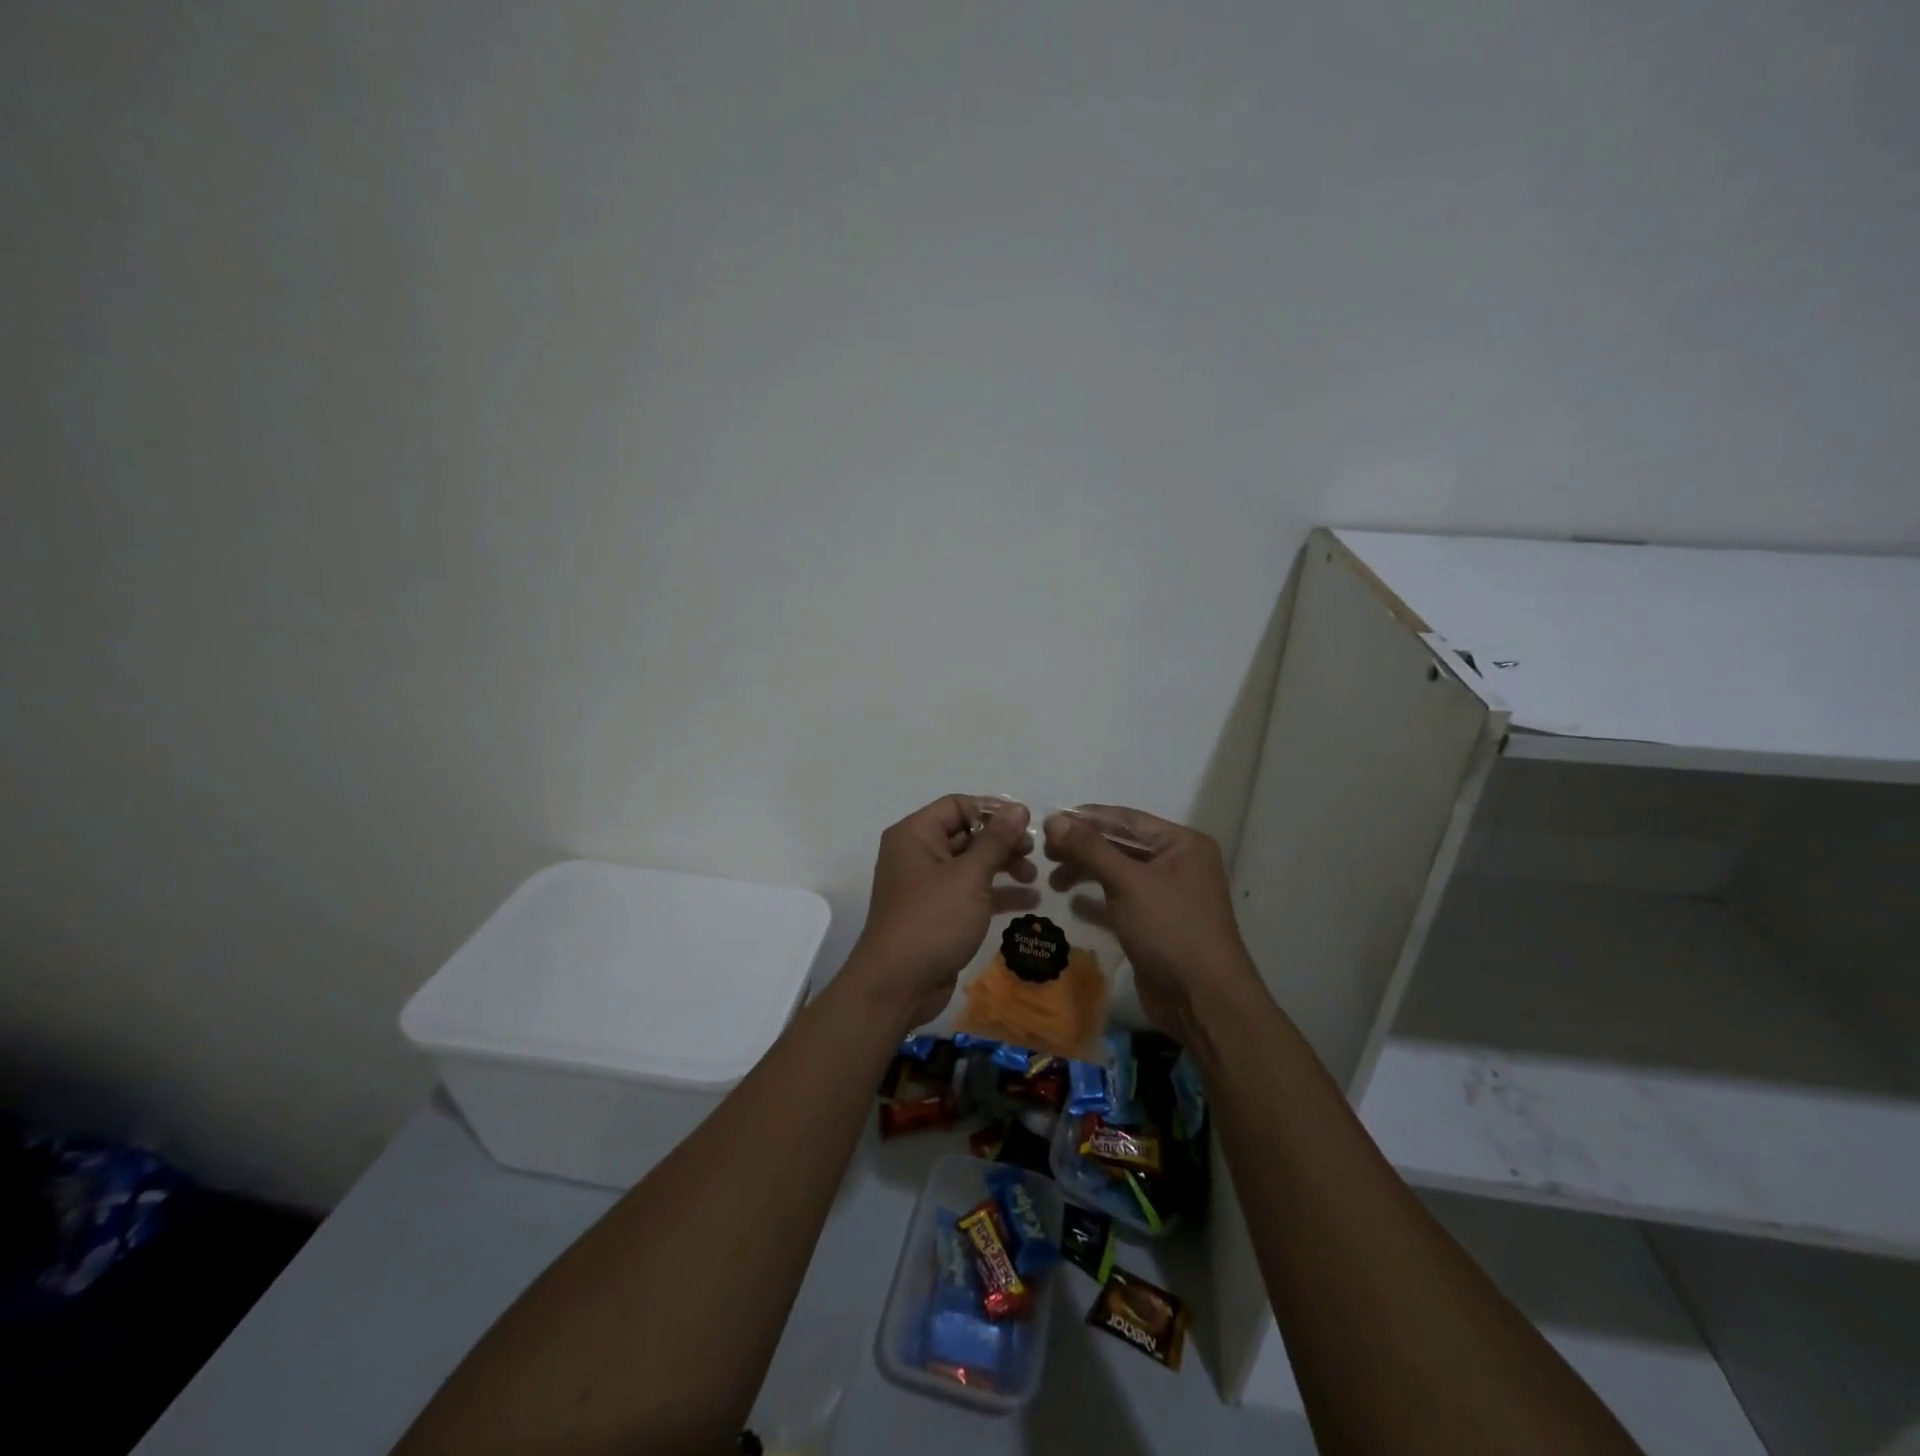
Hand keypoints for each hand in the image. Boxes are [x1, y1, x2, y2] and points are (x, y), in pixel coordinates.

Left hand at [849, 794, 1035, 1030]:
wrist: (897, 986)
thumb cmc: (932, 920)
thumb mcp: (969, 876)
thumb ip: (996, 840)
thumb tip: (1019, 808)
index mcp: (915, 834)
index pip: (957, 805)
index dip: (992, 811)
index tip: (1026, 824)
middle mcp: (917, 853)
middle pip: (966, 833)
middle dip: (1002, 841)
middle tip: (1033, 853)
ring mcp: (927, 885)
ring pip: (971, 864)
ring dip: (1003, 866)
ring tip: (1034, 876)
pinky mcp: (938, 913)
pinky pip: (971, 892)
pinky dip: (997, 893)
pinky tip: (1030, 900)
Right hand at [1043, 805, 1256, 1041]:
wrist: (1203, 1000)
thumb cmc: (1170, 928)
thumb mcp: (1128, 882)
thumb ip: (1090, 848)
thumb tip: (1054, 820)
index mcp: (1181, 843)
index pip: (1126, 819)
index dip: (1086, 819)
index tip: (1048, 821)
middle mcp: (1177, 864)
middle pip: (1121, 845)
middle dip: (1083, 848)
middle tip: (1045, 854)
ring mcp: (1166, 896)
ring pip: (1118, 874)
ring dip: (1086, 873)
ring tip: (1053, 881)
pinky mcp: (1155, 924)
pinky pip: (1120, 902)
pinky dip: (1097, 901)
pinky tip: (1072, 904)